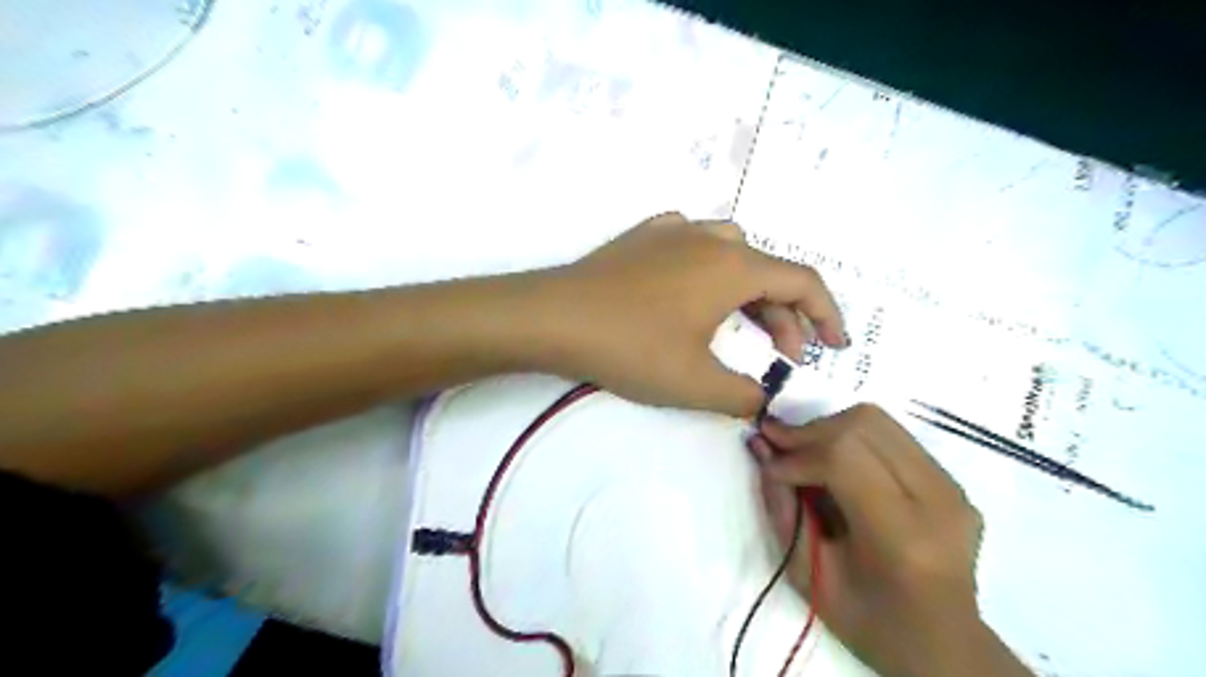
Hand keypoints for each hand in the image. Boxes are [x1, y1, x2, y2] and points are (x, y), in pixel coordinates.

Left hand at [532, 212, 850, 414]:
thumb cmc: (630, 348)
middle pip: (768, 270)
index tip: (835, 346)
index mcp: (733, 267)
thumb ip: (743, 396)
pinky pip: (693, 243)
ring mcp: (672, 232)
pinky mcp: (642, 238)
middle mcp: (710, 238)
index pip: (803, 282)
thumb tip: (762, 400)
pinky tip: (694, 288)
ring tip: (743, 322)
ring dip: (751, 288)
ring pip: (733, 252)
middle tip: (784, 354)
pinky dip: (710, 267)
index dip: (828, 315)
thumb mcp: (695, 383)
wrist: (553, 317)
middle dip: (786, 314)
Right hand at [750, 406, 1019, 675]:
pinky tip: (834, 463)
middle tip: (777, 446)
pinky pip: (891, 437)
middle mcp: (937, 500)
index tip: (769, 465)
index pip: (843, 459)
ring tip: (803, 452)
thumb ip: (782, 508)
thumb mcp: (808, 575)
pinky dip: (852, 439)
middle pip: (863, 426)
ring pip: (877, 421)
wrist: (943, 644)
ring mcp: (951, 486)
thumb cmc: (869, 622)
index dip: (797, 453)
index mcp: (902, 536)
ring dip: (829, 430)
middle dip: (809, 432)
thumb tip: (760, 449)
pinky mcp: (951, 480)